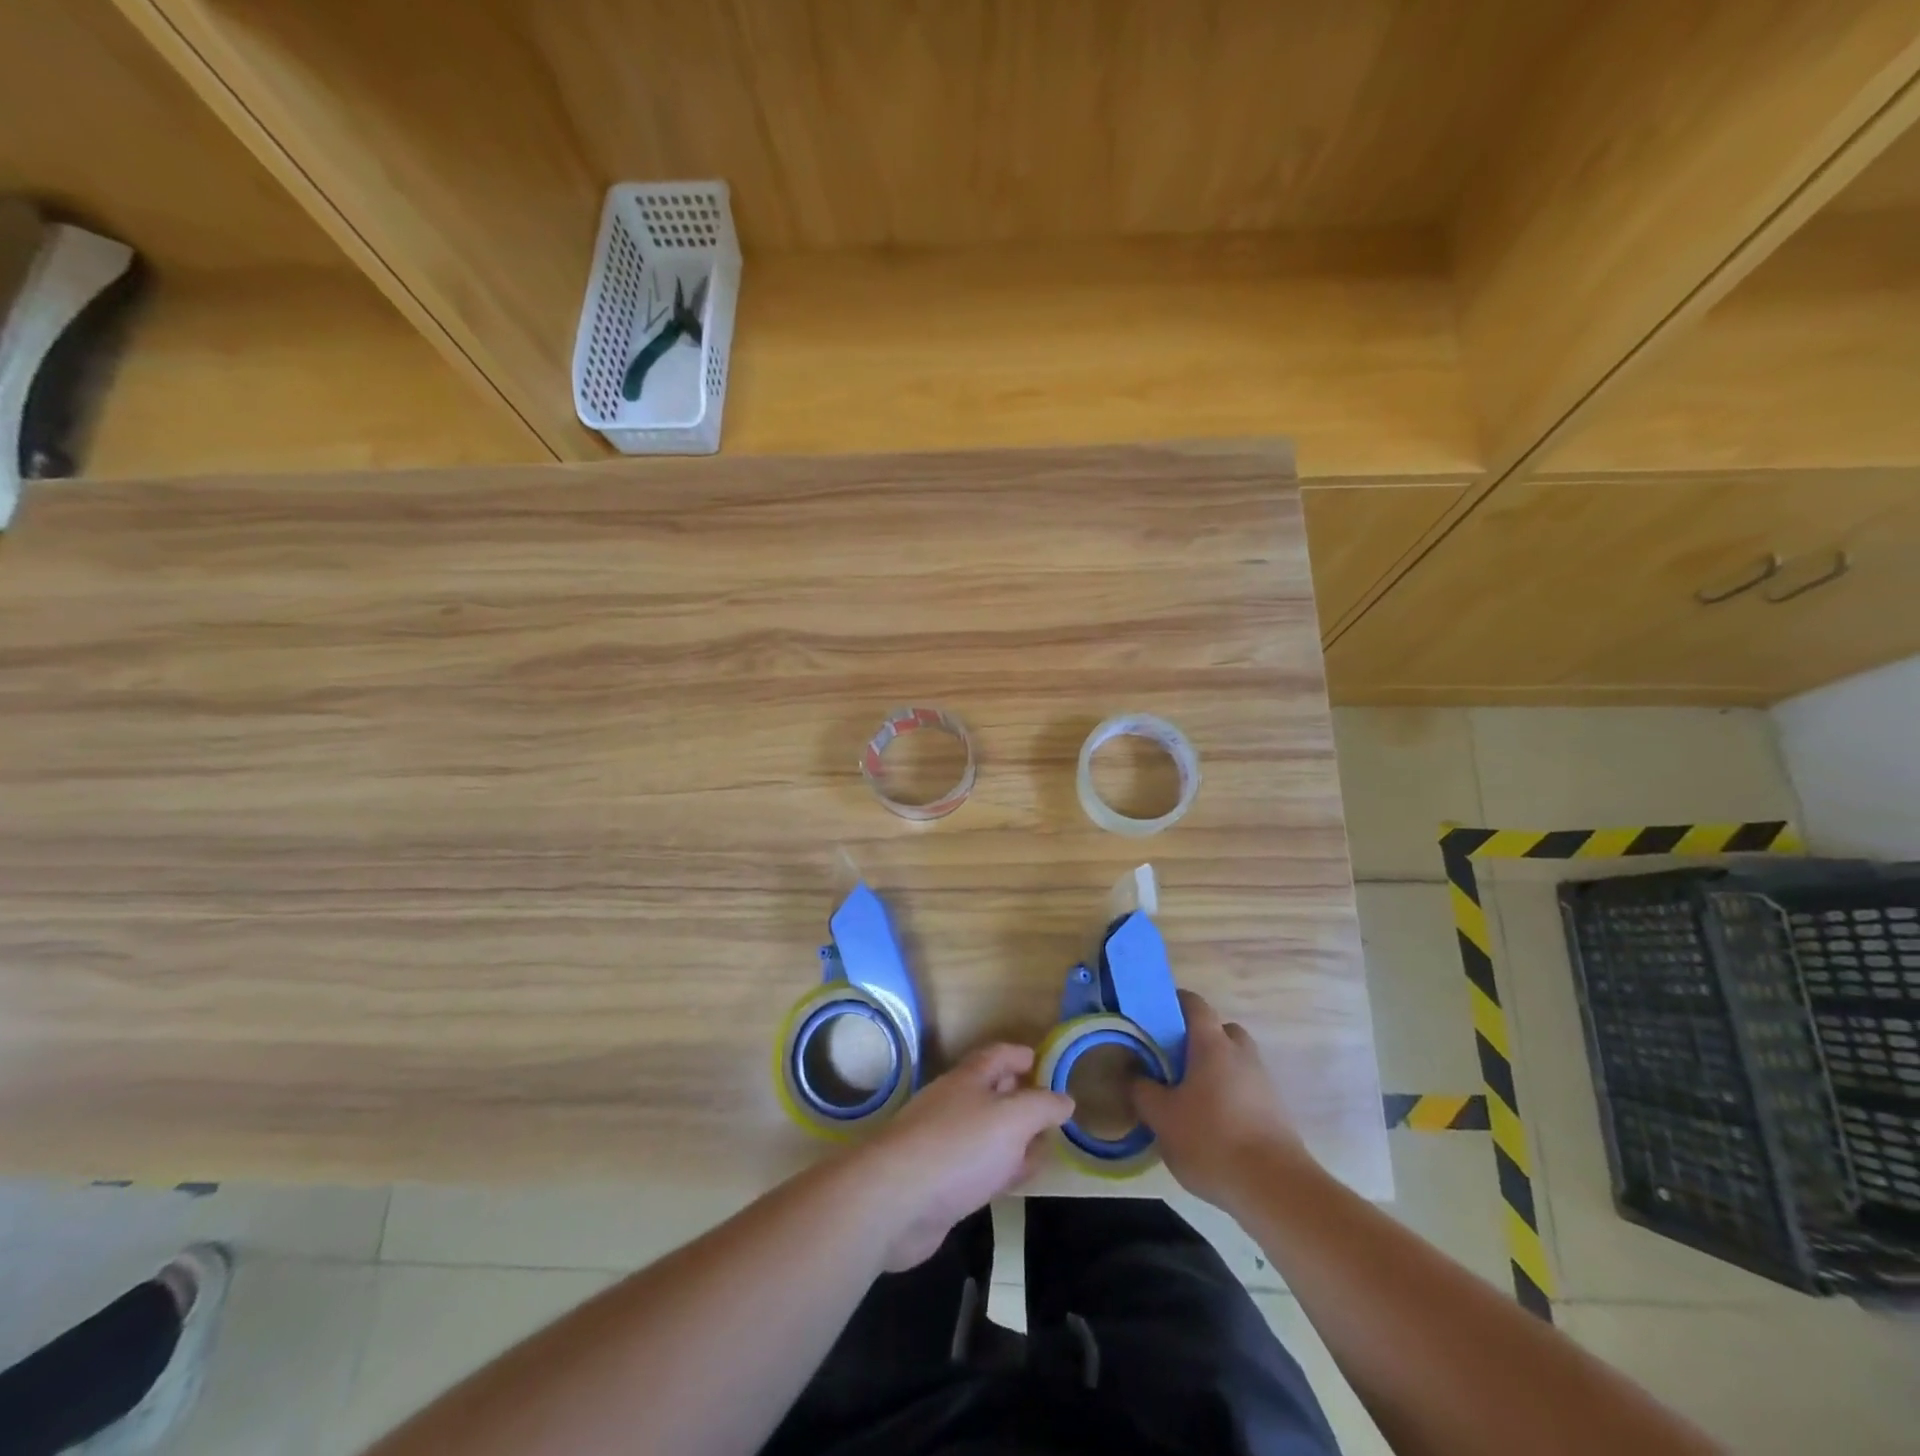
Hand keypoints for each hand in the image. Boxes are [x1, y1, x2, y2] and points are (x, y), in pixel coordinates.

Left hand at [852, 1044, 1072, 1270]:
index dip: (1020, 1055)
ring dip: (1013, 1139)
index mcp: (969, 1079)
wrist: (896, 1199)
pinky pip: (978, 1167)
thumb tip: (1065, 1099)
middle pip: (992, 1093)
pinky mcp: (939, 1181)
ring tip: (1041, 1150)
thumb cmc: (959, 1147)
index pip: (998, 1055)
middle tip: (1050, 1111)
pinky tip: (1012, 1181)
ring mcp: (943, 1142)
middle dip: (1020, 1099)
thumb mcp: (1012, 1119)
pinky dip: (999, 1169)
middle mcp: (954, 1104)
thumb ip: (1042, 1107)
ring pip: (987, 1133)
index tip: (1042, 1061)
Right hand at [1130, 989, 1310, 1210]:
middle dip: (1199, 1039)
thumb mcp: (1162, 1117)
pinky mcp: (1277, 1112)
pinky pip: (1248, 1089)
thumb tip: (1135, 1074)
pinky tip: (1214, 1123)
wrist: (1274, 1189)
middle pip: (1221, 1030)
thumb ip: (1143, 1091)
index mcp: (1212, 1044)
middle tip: (1175, 1059)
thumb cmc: (1211, 1140)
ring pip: (1236, 1061)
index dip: (1175, 1002)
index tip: (1155, 1013)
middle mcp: (1242, 1054)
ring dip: (1217, 1070)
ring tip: (1192, 1096)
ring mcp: (1264, 1083)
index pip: (1194, 1004)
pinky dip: (1231, 1095)